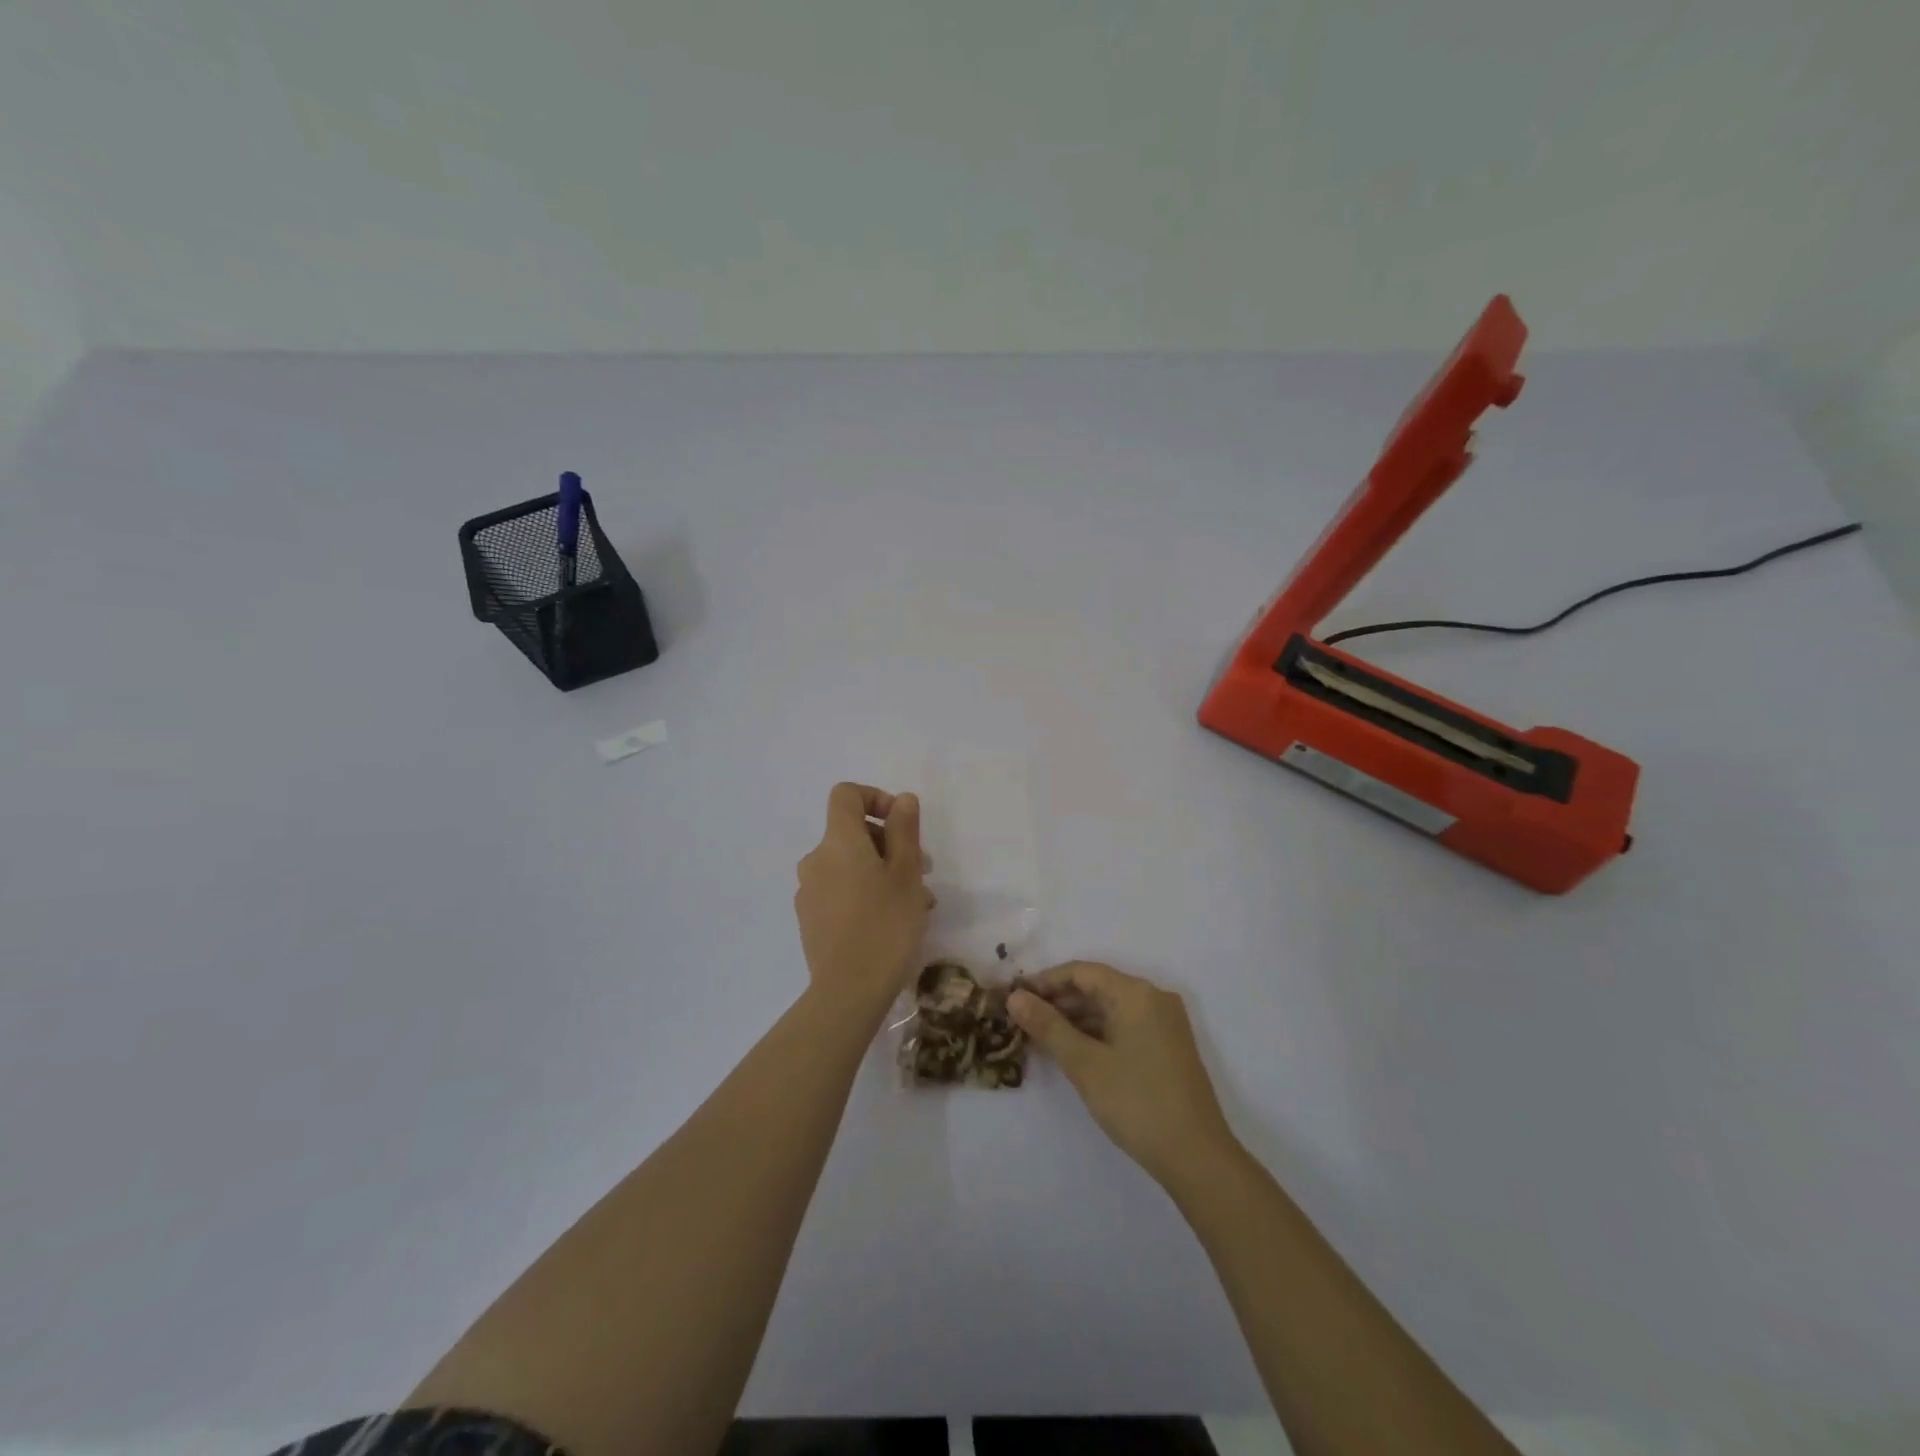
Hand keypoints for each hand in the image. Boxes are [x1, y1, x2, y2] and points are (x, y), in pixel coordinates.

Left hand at [794, 783, 932, 1017]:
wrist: (848, 991)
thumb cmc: (886, 924)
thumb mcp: (907, 873)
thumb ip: (904, 830)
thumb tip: (902, 799)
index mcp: (838, 841)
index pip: (846, 795)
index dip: (875, 798)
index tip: (903, 823)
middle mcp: (816, 859)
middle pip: (851, 833)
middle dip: (889, 843)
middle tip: (923, 871)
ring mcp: (809, 891)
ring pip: (850, 865)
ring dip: (882, 872)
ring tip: (916, 903)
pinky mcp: (810, 918)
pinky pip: (840, 890)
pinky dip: (865, 893)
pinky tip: (891, 921)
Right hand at [1009, 961, 1237, 1186]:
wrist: (1198, 1158)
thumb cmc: (1137, 1103)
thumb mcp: (1085, 1064)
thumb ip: (1048, 1027)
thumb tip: (1015, 998)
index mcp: (1137, 994)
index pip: (1082, 972)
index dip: (1046, 981)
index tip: (1014, 997)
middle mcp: (1154, 998)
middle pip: (1097, 987)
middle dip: (1058, 1001)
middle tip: (1022, 1020)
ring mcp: (1164, 1023)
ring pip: (1110, 1008)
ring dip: (1075, 1019)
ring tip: (1040, 1037)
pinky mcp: (1167, 1046)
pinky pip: (1124, 1025)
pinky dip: (1096, 1033)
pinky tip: (1072, 1051)